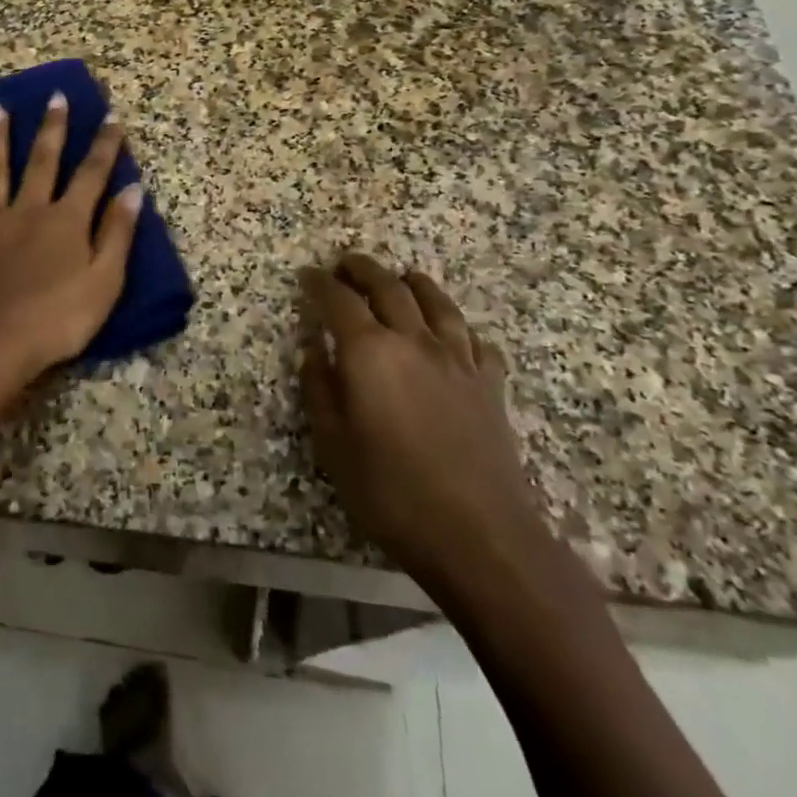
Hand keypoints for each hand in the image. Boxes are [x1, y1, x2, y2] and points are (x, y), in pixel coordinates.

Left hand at [0, 93, 144, 399]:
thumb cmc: (56, 320)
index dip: (105, 145)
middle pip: (43, 160)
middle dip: (53, 127)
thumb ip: (118, 234)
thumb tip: (132, 189)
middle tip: (55, 96)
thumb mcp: (104, 283)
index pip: (92, 174)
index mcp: (67, 221)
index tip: (112, 116)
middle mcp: (29, 209)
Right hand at [299, 253, 544, 598]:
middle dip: (363, 270)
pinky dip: (458, 326)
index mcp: (369, 353)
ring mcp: (458, 360)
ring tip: (401, 277)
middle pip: (388, 288)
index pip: (338, 302)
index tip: (307, 276)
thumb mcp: (333, 444)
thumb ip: (320, 389)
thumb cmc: (390, 491)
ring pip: (436, 302)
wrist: (478, 532)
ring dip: (413, 283)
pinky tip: (454, 334)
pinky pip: (475, 339)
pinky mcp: (489, 384)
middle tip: (345, 264)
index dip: (319, 284)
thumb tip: (312, 350)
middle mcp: (414, 342)